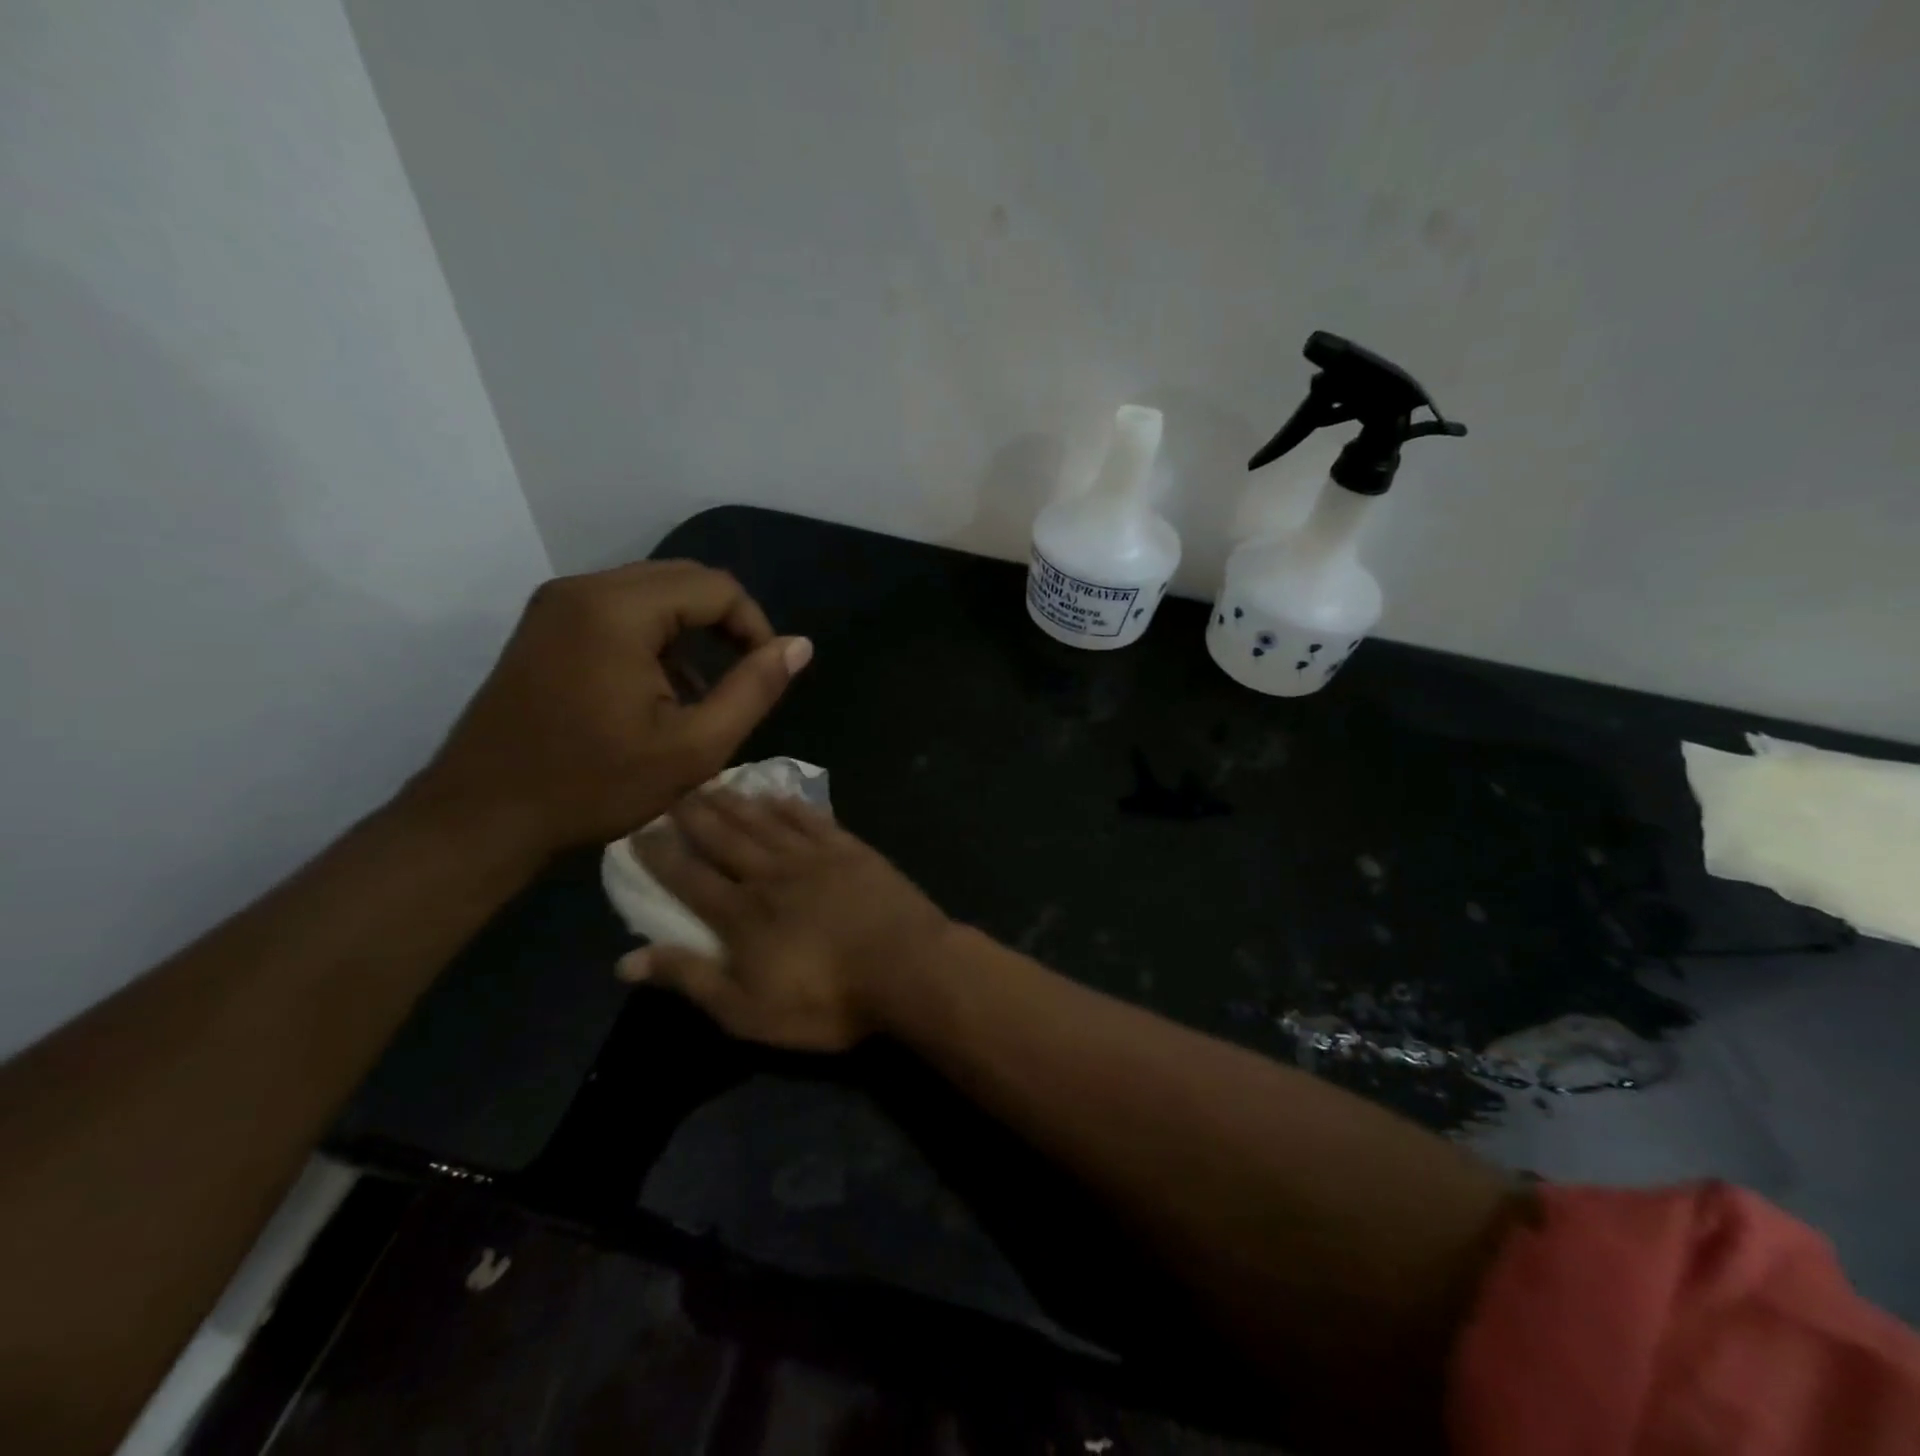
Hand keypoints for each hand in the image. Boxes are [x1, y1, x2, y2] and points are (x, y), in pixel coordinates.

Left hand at [408, 561, 810, 860]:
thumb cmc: (593, 785)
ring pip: (651, 593)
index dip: (754, 626)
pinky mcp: (544, 625)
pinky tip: (656, 690)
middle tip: (740, 680)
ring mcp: (556, 604)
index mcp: (618, 611)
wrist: (482, 816)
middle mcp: (584, 589)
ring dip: (689, 632)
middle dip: (724, 624)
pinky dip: (653, 637)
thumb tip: (799, 646)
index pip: (716, 587)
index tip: (764, 675)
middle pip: (683, 580)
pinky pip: (618, 610)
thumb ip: (754, 690)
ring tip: (700, 693)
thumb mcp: (693, 748)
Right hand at [620, 792, 952, 1050]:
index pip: (689, 877)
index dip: (661, 855)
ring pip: (763, 822)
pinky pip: (812, 819)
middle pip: (724, 839)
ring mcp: (813, 857)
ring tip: (713, 784)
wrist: (906, 966)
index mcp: (741, 914)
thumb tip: (626, 961)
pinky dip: (790, 806)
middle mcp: (770, 875)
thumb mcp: (748, 1010)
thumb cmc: (826, 1000)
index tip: (638, 830)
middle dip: (694, 816)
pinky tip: (777, 795)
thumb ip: (691, 980)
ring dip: (735, 803)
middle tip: (671, 791)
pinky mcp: (850, 850)